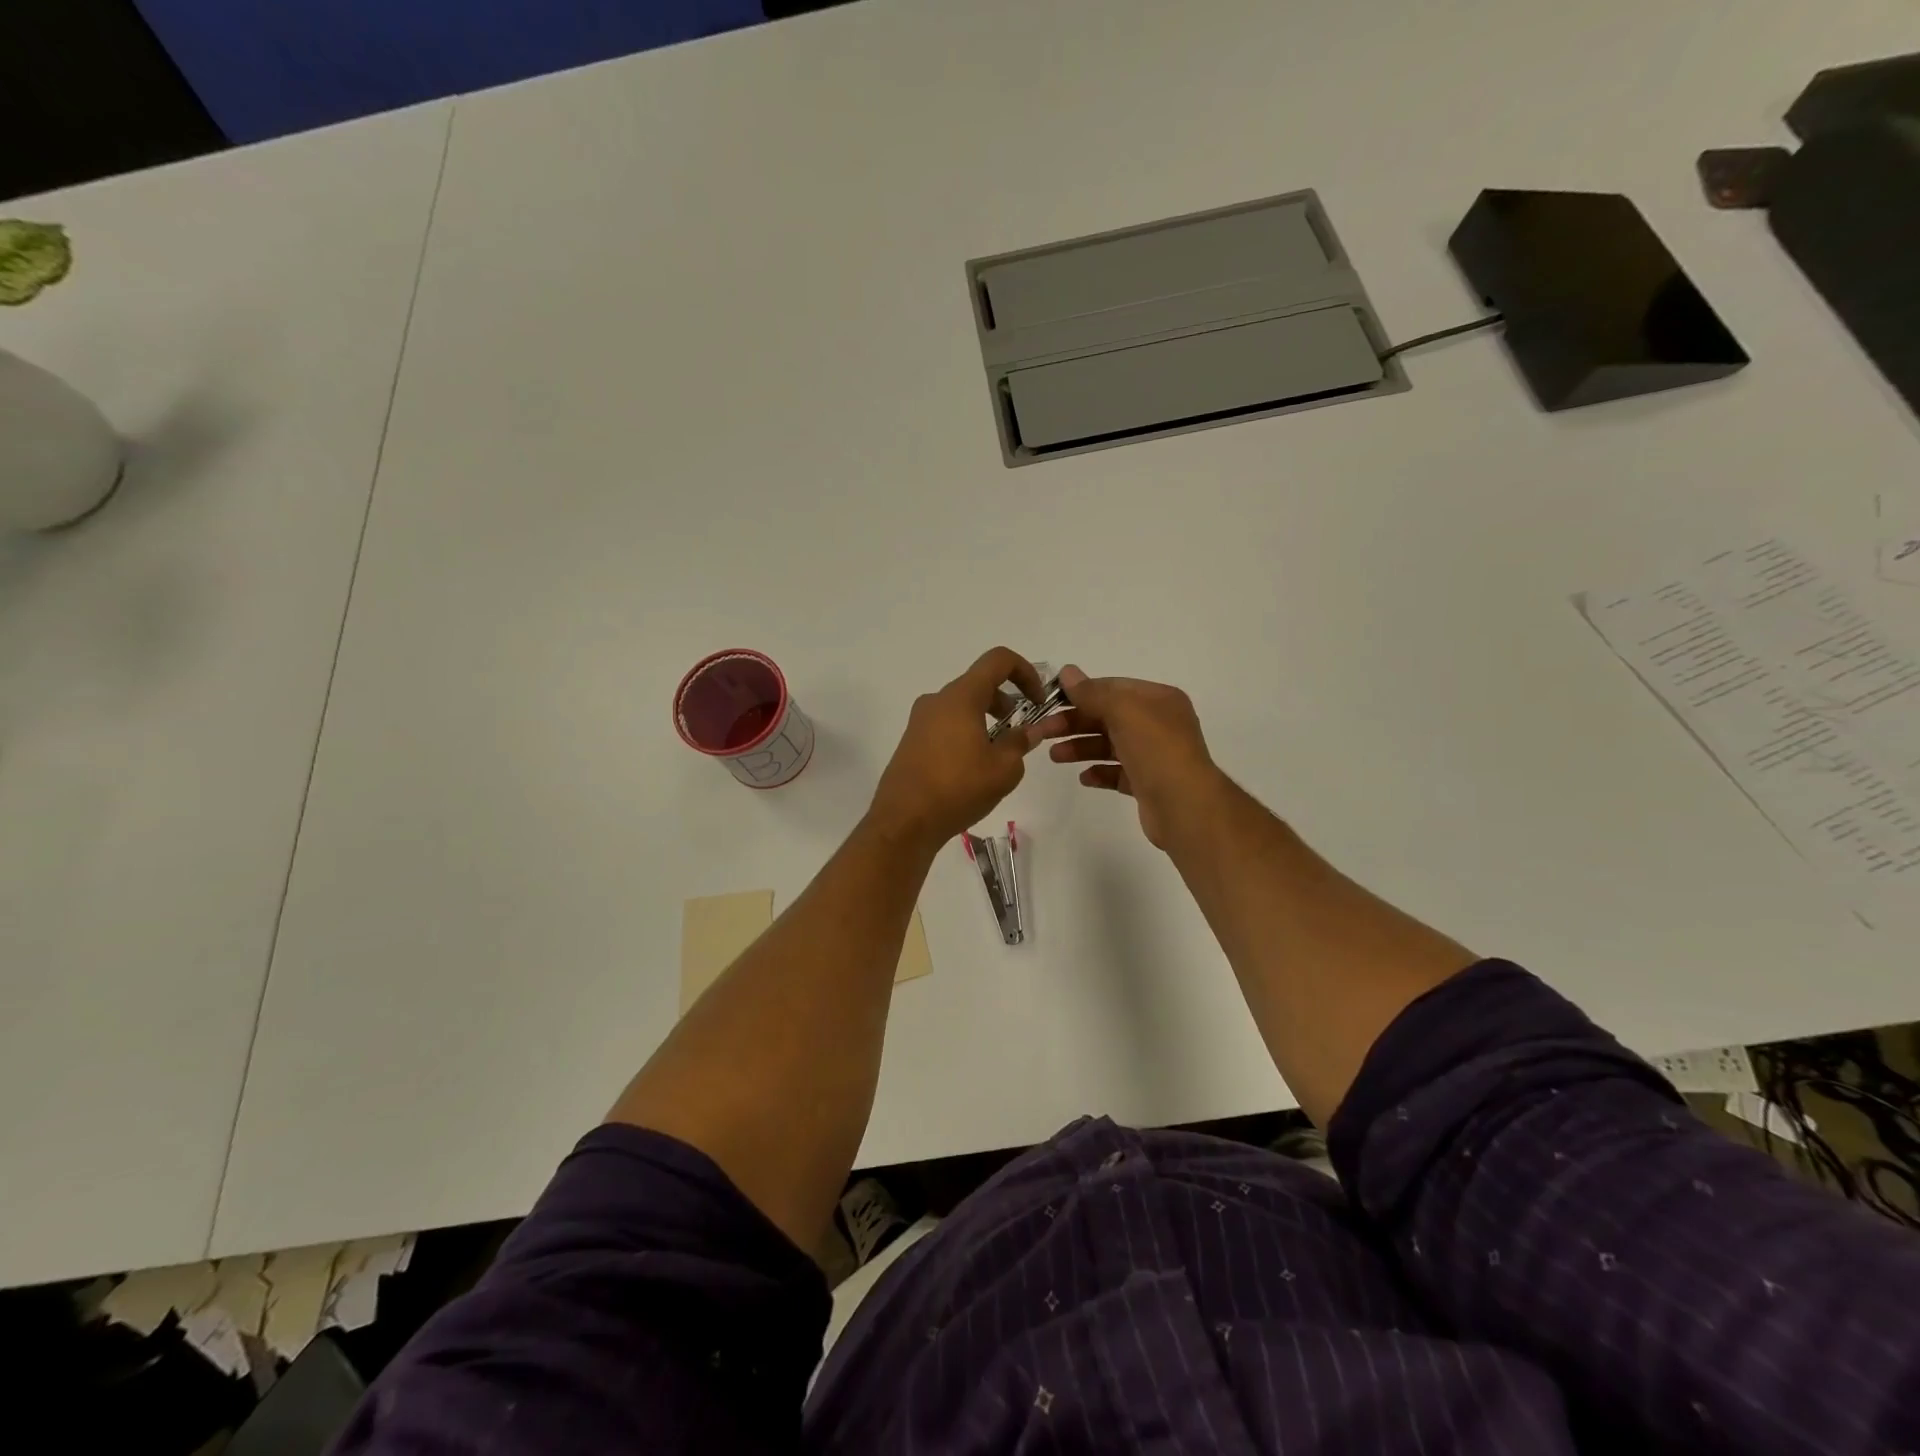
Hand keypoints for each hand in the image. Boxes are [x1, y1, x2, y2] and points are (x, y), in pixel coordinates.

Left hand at [867, 647, 1048, 851]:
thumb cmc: (958, 789)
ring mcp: (919, 721)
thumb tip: (1031, 730)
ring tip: (998, 756)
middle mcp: (937, 700)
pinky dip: (966, 733)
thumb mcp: (1003, 769)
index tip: (1037, 700)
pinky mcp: (911, 741)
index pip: (998, 660)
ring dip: (986, 721)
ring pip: (962, 707)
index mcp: (961, 697)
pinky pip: (946, 725)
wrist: (904, 821)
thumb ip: (1021, 742)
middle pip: (979, 684)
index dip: (1025, 671)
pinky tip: (973, 769)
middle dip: (1007, 703)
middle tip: (1021, 734)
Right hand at [1038, 665, 1223, 849]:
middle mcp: (1159, 724)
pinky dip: (1099, 772)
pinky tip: (1084, 777)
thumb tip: (1067, 672)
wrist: (1185, 806)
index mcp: (1158, 700)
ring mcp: (1154, 755)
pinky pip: (1117, 773)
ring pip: (1110, 745)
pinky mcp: (1148, 784)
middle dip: (1075, 722)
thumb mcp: (1123, 711)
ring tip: (1055, 757)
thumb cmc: (1155, 750)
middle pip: (1108, 717)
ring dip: (1081, 748)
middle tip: (1043, 732)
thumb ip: (1093, 692)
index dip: (1081, 693)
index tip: (1051, 702)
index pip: (1113, 688)